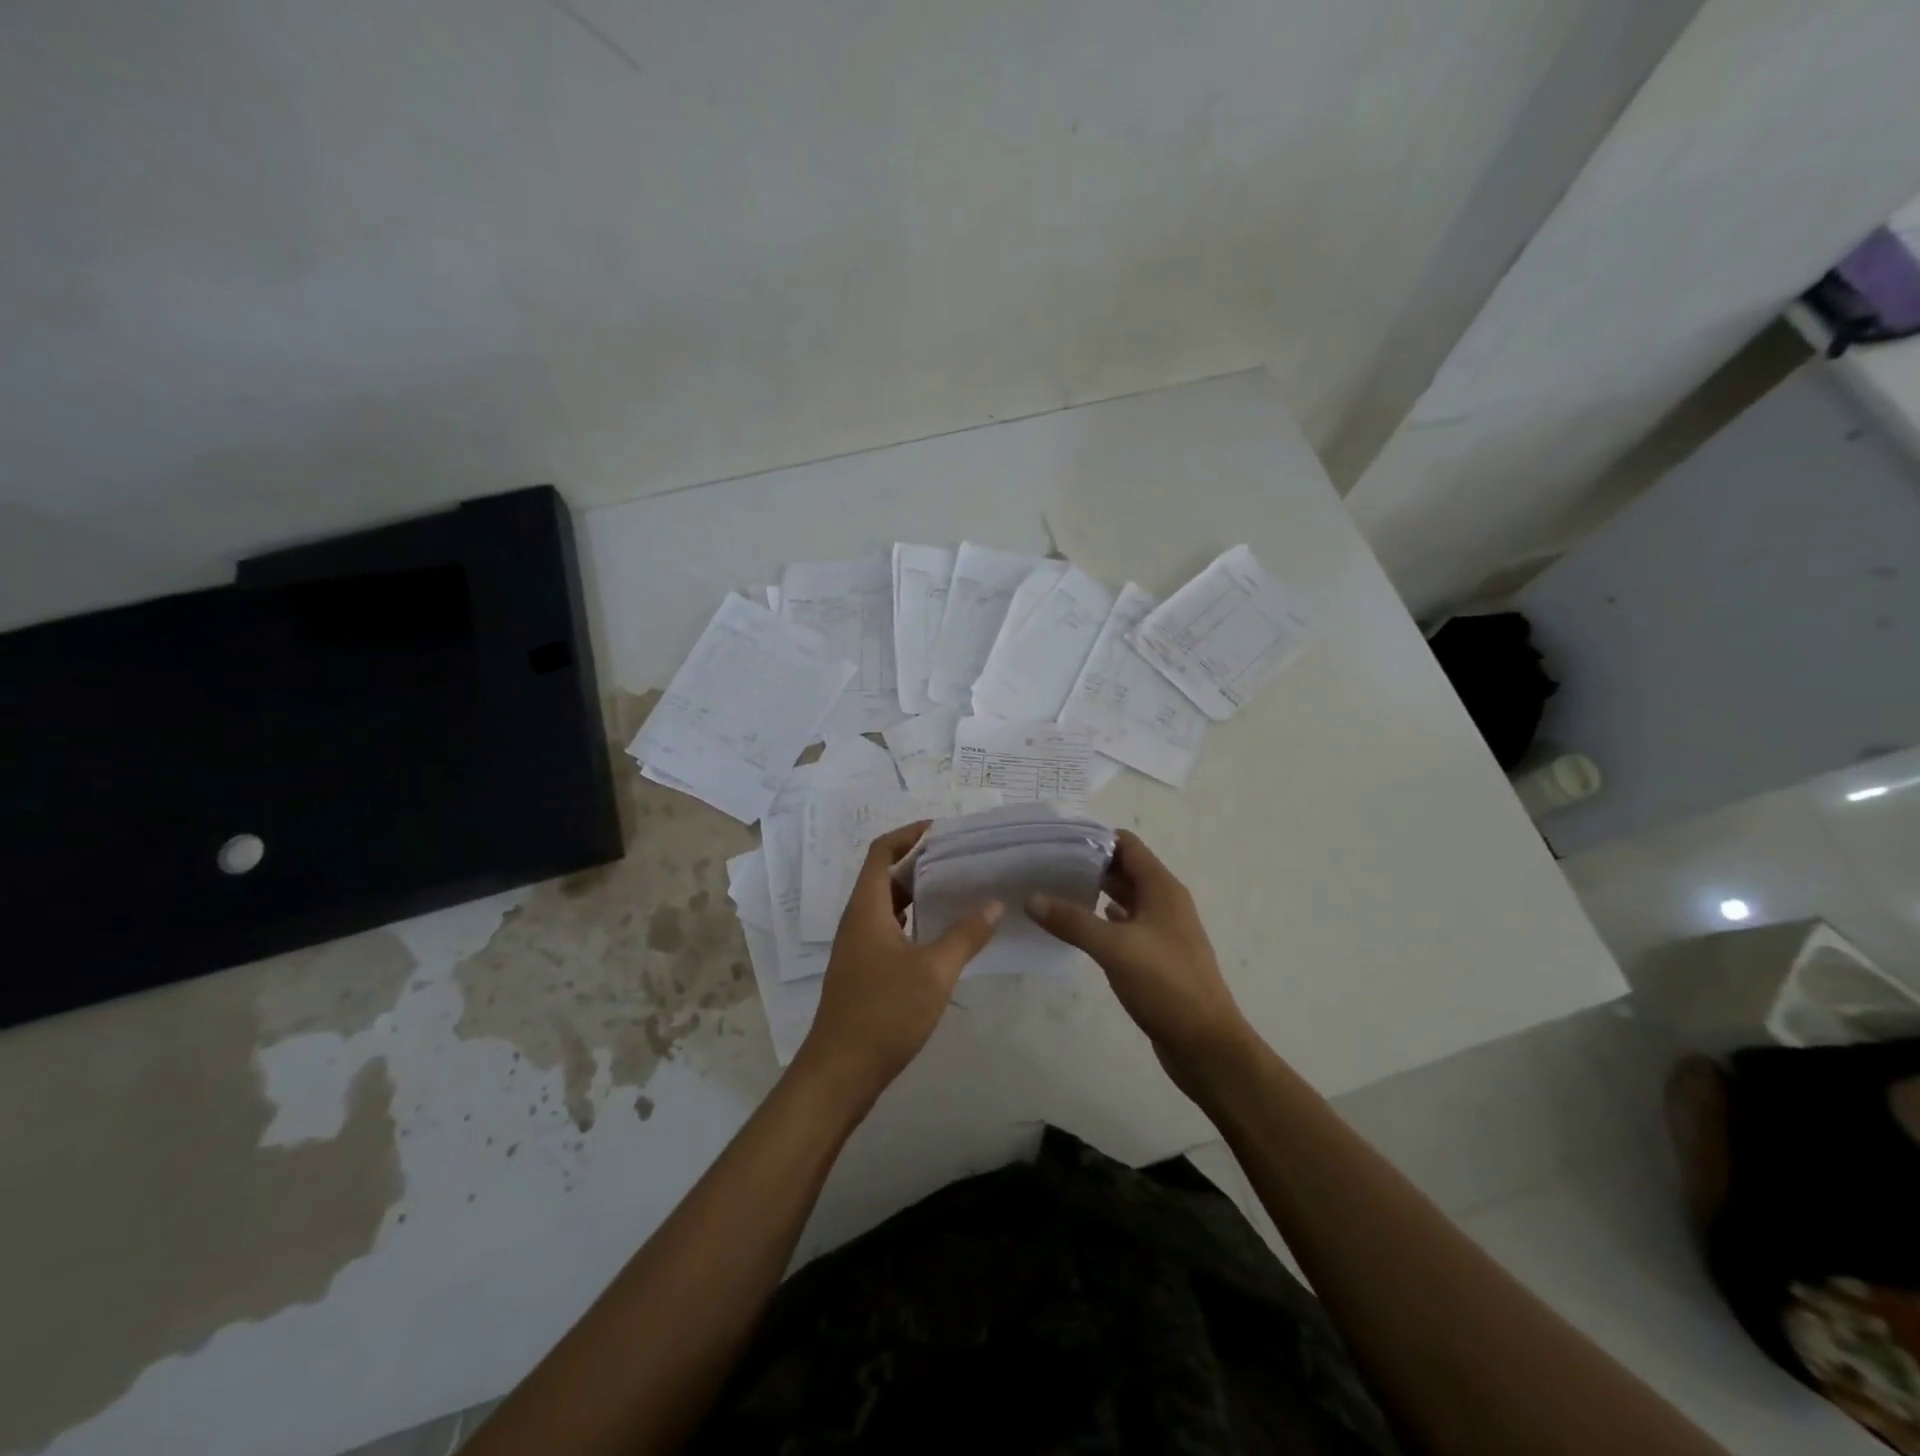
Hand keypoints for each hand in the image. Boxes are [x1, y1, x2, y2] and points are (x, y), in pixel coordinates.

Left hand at [793, 821, 1002, 1106]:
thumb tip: (993, 904)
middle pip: (885, 876)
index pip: (881, 852)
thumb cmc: (884, 1013)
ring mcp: (858, 947)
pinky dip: (913, 921)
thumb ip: (966, 935)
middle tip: (961, 859)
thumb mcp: (934, 972)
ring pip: (888, 905)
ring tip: (958, 889)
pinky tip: (942, 934)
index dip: (908, 834)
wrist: (840, 1072)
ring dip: (917, 893)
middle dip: (920, 862)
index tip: (942, 830)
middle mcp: (857, 920)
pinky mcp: (863, 970)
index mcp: (866, 908)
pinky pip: (889, 929)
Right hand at [1026, 830, 1249, 1094]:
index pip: (1126, 844)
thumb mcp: (1115, 948)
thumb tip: (1031, 898)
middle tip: (1046, 865)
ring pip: (1125, 899)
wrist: (1206, 1044)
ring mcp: (1162, 931)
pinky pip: (1126, 926)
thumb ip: (1073, 921)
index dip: (1093, 838)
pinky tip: (1079, 926)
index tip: (1055, 840)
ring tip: (1054, 890)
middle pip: (1124, 869)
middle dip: (1088, 864)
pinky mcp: (1156, 957)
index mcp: (1162, 888)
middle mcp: (1164, 902)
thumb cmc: (1166, 985)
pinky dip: (1103, 921)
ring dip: (1094, 892)